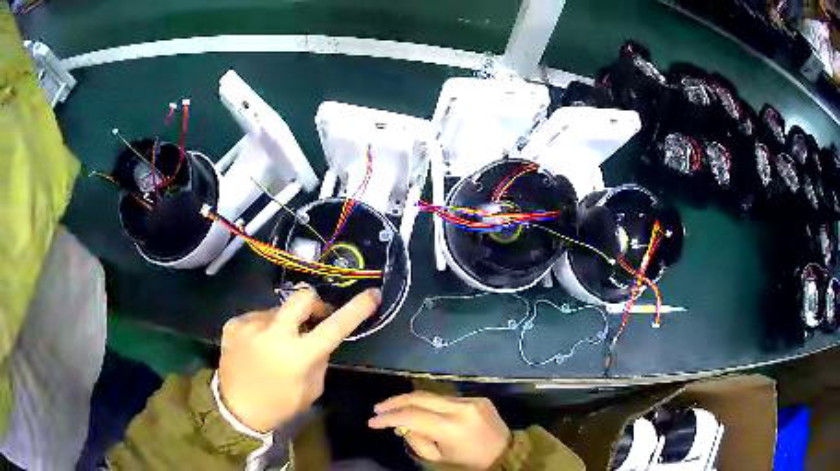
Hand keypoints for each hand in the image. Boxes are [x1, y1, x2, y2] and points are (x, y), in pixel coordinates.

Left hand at [218, 286, 380, 431]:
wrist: (236, 409)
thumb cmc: (280, 404)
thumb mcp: (312, 388)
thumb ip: (319, 358)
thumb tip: (320, 334)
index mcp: (298, 356)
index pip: (334, 326)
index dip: (356, 309)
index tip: (371, 294)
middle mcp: (273, 334)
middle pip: (302, 297)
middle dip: (314, 303)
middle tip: (315, 317)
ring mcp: (249, 325)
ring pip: (278, 309)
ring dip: (284, 322)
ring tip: (276, 344)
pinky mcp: (233, 324)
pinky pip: (257, 317)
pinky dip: (264, 327)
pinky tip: (258, 346)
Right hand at [369, 391, 511, 469]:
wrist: (506, 454)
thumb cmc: (469, 463)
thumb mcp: (438, 459)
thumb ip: (417, 440)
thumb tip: (402, 425)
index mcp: (452, 428)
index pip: (412, 416)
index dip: (389, 418)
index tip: (372, 422)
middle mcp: (461, 408)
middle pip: (420, 397)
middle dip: (396, 401)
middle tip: (378, 409)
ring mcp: (472, 400)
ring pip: (433, 396)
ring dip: (412, 401)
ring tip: (396, 410)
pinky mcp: (479, 397)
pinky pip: (448, 399)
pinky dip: (431, 404)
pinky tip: (423, 411)